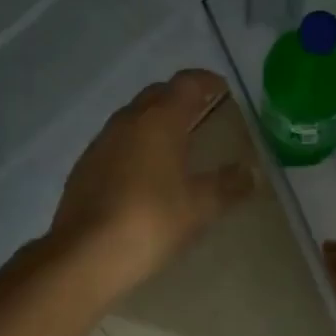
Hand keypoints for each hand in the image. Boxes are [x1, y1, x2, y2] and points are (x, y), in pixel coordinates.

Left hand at [51, 70, 255, 298]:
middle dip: (180, 98)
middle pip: (157, 94)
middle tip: (202, 113)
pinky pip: (116, 142)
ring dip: (155, 121)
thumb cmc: (151, 220)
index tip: (222, 89)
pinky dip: (135, 145)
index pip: (186, 83)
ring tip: (175, 143)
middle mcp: (128, 121)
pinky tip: (144, 173)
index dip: (206, 81)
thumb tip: (251, 172)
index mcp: (160, 120)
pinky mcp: (84, 167)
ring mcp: (101, 143)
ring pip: (133, 117)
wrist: (85, 254)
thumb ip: (229, 185)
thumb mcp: (200, 206)